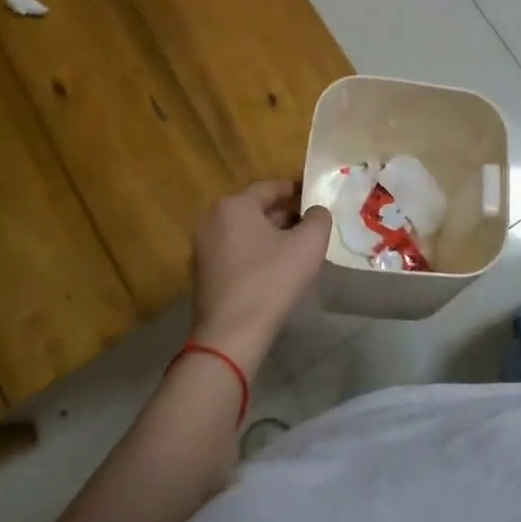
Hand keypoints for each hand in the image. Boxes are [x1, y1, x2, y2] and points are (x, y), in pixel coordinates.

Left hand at [191, 181, 330, 372]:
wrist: (231, 333)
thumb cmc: (272, 280)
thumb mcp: (309, 243)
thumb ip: (319, 218)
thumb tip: (316, 211)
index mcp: (235, 205)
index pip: (270, 188)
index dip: (296, 190)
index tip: (314, 198)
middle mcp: (212, 219)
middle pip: (255, 209)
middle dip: (284, 214)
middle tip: (309, 225)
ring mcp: (202, 247)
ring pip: (244, 232)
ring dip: (269, 235)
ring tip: (295, 249)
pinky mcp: (201, 273)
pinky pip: (234, 252)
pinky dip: (254, 254)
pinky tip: (274, 270)